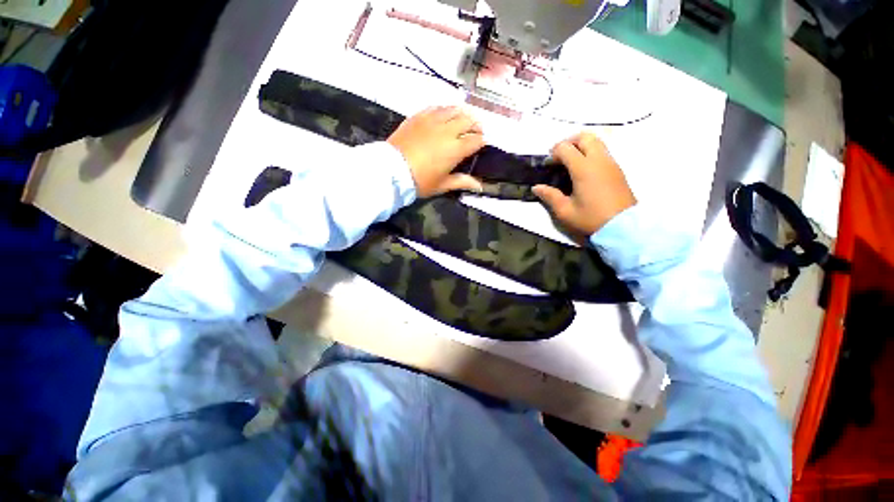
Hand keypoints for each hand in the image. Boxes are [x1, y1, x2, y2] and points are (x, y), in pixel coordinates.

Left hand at [387, 106, 484, 197]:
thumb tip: (480, 187)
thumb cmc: (420, 181)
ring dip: (462, 114)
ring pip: (454, 109)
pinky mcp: (419, 116)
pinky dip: (445, 110)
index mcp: (456, 149)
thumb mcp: (443, 185)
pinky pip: (437, 107)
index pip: (476, 140)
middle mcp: (448, 130)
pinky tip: (444, 115)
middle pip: (468, 120)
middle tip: (475, 131)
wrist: (392, 170)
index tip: (482, 144)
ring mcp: (432, 120)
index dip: (482, 141)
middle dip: (476, 125)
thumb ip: (463, 182)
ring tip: (463, 120)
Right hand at [533, 132, 635, 236]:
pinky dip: (590, 153)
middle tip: (559, 156)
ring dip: (581, 146)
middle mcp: (599, 160)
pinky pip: (603, 152)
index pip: (566, 148)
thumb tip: (536, 187)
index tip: (547, 165)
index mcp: (584, 169)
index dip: (553, 153)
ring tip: (570, 162)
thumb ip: (549, 196)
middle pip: (585, 137)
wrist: (623, 227)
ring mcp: (611, 163)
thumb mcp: (565, 211)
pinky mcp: (617, 169)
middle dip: (569, 142)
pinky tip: (583, 171)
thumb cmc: (591, 218)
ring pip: (596, 142)